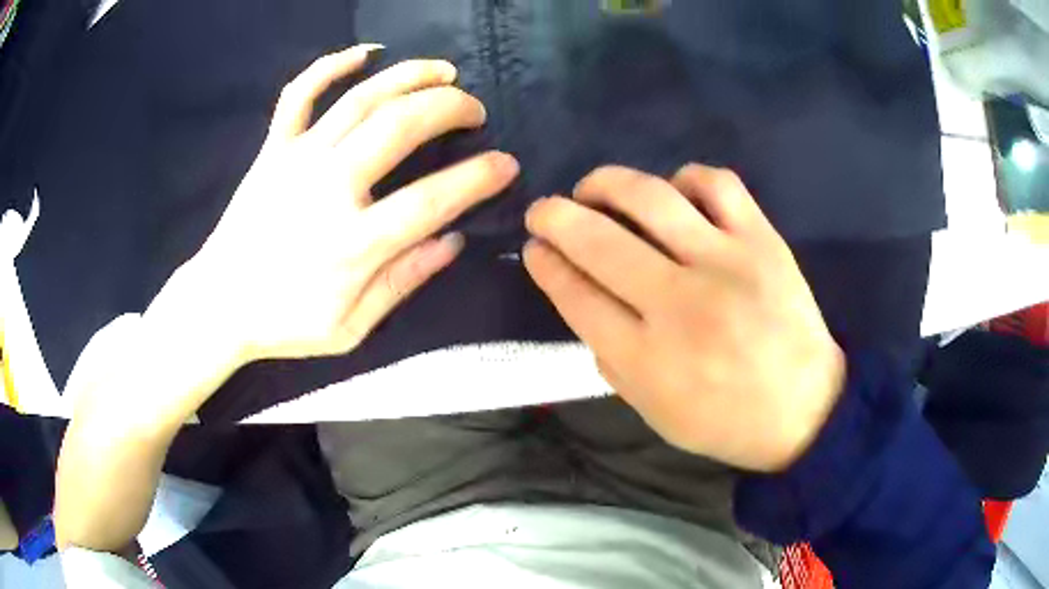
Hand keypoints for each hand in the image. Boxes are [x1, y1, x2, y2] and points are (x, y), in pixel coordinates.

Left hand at [159, 45, 518, 368]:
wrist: (219, 305)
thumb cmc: (285, 323)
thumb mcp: (351, 328)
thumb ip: (404, 282)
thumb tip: (453, 241)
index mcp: (353, 244)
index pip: (432, 199)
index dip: (478, 178)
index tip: (508, 165)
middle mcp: (328, 189)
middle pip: (400, 126)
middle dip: (451, 108)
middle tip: (476, 111)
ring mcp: (296, 160)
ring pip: (361, 98)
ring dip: (410, 76)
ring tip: (444, 71)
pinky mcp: (272, 149)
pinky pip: (300, 94)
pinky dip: (331, 65)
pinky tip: (365, 52)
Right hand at [524, 165, 844, 471]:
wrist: (805, 409)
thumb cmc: (724, 420)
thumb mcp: (652, 411)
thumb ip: (610, 357)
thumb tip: (581, 296)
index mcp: (647, 359)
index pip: (577, 295)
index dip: (546, 265)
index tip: (534, 248)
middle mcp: (680, 304)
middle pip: (599, 241)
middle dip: (555, 217)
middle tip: (543, 210)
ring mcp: (726, 264)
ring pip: (650, 198)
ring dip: (606, 183)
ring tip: (593, 188)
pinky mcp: (762, 241)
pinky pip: (716, 184)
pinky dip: (684, 177)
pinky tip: (673, 193)